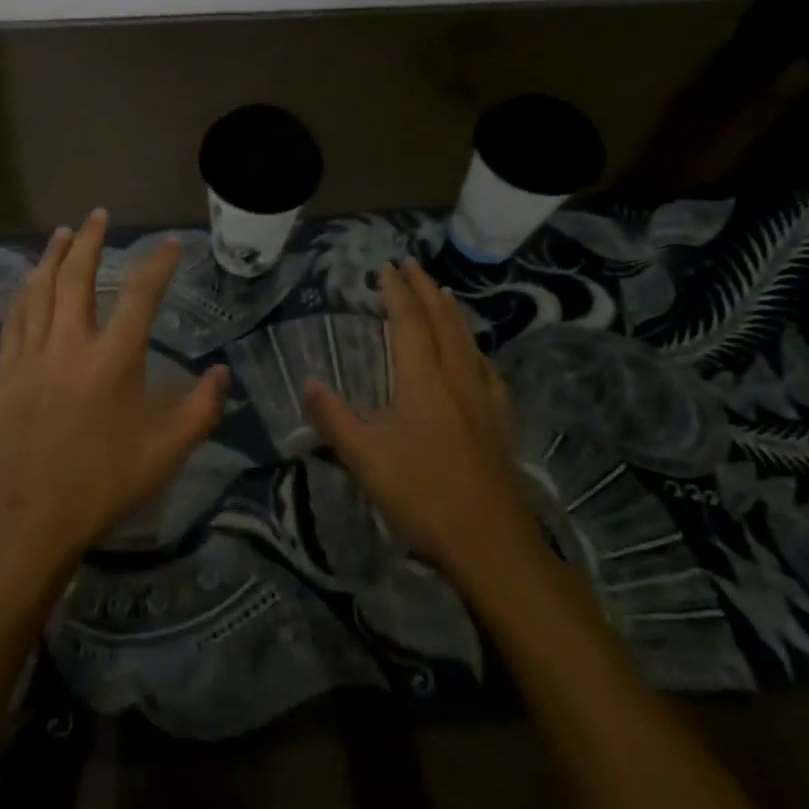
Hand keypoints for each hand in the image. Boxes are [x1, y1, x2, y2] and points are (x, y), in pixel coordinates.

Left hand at [0, 209, 228, 575]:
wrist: (32, 516)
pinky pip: (14, 318)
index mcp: (114, 359)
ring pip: (40, 289)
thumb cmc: (104, 482)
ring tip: (62, 232)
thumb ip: (201, 409)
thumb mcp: (167, 451)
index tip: (170, 243)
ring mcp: (33, 355)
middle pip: (77, 276)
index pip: (140, 295)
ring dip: (52, 256)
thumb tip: (222, 372)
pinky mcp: (7, 371)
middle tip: (98, 215)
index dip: (157, 263)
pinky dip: (24, 292)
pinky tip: (28, 281)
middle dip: (89, 240)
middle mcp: (71, 344)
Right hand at [304, 257, 539, 578]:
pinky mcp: (499, 423)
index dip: (397, 292)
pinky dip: (475, 348)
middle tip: (413, 265)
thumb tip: (309, 383)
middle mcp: (457, 379)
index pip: (409, 322)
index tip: (386, 268)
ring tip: (444, 295)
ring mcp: (484, 400)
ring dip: (452, 312)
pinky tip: (476, 357)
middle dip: (426, 290)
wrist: (492, 544)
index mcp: (423, 381)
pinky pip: (486, 369)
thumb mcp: (365, 458)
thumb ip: (334, 418)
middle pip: (444, 322)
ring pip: (468, 342)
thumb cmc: (423, 496)